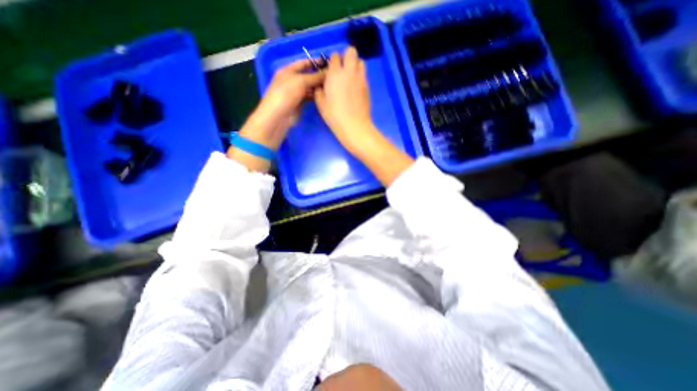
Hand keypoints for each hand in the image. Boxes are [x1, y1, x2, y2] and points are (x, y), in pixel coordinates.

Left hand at [239, 59, 326, 151]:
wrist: (279, 115)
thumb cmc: (287, 93)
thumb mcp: (301, 81)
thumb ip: (315, 76)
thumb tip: (328, 72)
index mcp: (288, 70)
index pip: (303, 63)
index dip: (315, 62)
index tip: (328, 63)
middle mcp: (292, 80)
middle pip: (308, 75)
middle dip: (318, 75)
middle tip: (332, 77)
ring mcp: (295, 92)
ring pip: (309, 87)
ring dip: (318, 87)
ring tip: (331, 87)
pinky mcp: (299, 103)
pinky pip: (309, 97)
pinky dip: (316, 96)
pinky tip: (324, 96)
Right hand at [313, 46, 409, 184]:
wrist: (354, 126)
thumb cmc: (335, 116)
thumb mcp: (321, 104)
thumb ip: (319, 90)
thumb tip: (322, 85)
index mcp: (335, 74)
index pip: (335, 56)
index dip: (332, 61)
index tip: (331, 70)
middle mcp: (349, 72)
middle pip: (351, 51)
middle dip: (346, 57)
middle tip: (342, 70)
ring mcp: (361, 78)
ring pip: (360, 61)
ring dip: (355, 65)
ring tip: (350, 78)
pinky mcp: (367, 87)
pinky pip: (364, 74)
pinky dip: (359, 76)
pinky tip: (355, 88)